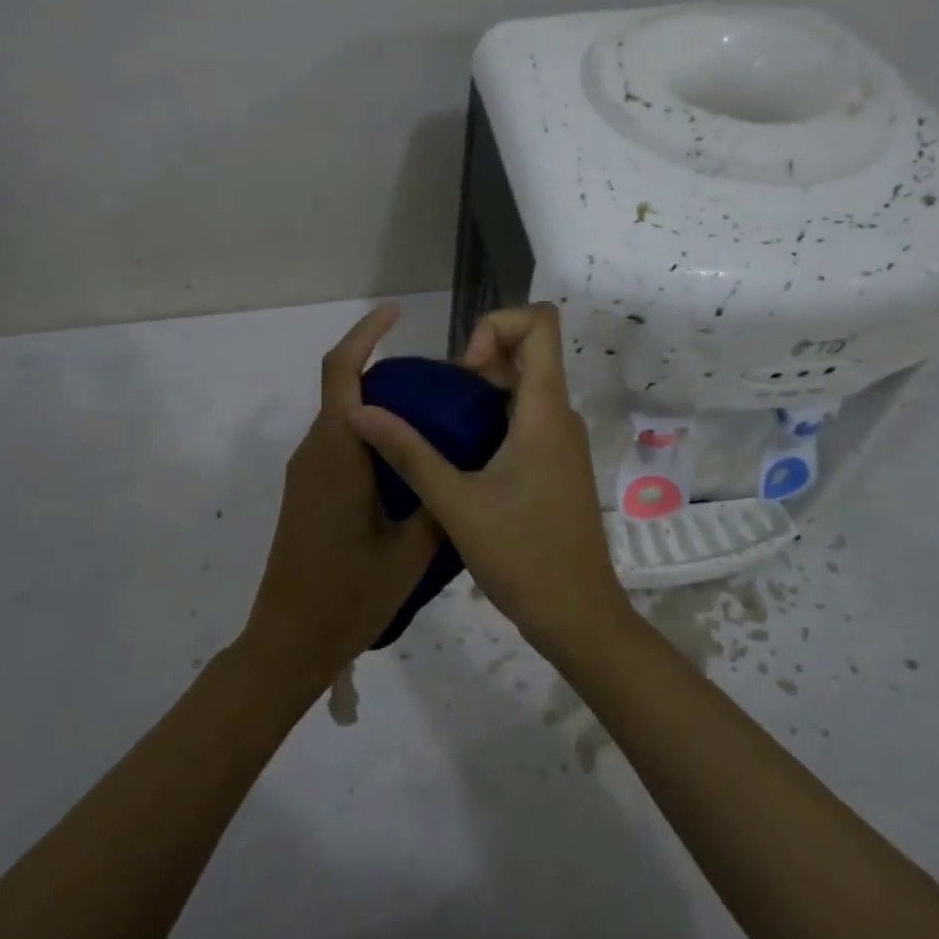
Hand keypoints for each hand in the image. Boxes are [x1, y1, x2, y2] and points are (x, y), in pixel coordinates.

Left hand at [238, 302, 438, 697]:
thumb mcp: (410, 551)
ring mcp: (307, 473)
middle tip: (438, 377)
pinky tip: (407, 456)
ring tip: (433, 412)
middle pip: (342, 388)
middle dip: (381, 366)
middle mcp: (315, 452)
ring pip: (341, 417)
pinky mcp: (307, 492)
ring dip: (377, 403)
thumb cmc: (349, 595)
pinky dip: (369, 432)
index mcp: (337, 454)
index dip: (365, 334)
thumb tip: (464, 465)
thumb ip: (437, 500)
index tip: (396, 312)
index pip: (342, 373)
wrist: (288, 642)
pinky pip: (338, 443)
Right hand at [346, 303, 632, 656]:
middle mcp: (559, 414)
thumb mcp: (455, 503)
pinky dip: (492, 416)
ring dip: (481, 391)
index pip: (540, 322)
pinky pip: (525, 415)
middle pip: (527, 349)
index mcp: (545, 410)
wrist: (578, 616)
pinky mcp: (556, 462)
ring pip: (524, 384)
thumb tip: (360, 410)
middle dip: (478, 359)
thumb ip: (408, 453)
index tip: (463, 372)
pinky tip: (460, 456)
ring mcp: (561, 439)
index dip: (496, 325)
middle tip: (440, 404)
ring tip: (441, 430)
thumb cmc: (523, 557)